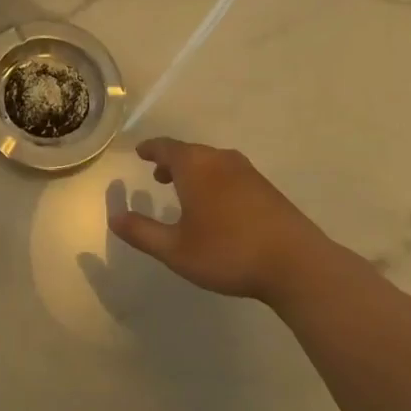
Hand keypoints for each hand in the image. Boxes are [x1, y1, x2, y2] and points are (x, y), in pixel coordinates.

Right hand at [108, 137, 331, 305]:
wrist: (296, 264)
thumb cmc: (227, 252)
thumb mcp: (175, 250)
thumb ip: (142, 232)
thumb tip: (114, 216)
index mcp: (195, 166)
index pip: (166, 147)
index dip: (150, 149)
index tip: (140, 152)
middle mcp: (220, 160)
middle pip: (190, 152)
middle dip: (172, 161)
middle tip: (158, 175)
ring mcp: (248, 172)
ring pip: (212, 162)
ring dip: (194, 171)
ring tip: (185, 190)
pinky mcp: (267, 188)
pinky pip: (230, 174)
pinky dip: (214, 180)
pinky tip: (217, 205)